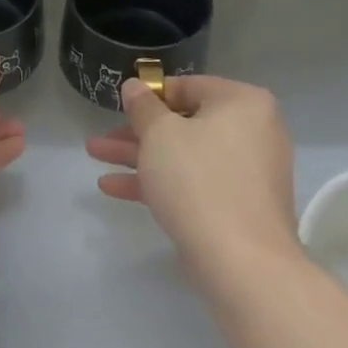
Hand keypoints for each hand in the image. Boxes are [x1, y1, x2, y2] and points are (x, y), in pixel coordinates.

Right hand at [86, 75, 296, 269]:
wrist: (241, 262)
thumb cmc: (198, 180)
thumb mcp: (159, 134)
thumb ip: (143, 106)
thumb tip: (135, 86)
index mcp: (243, 102)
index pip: (188, 87)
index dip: (149, 96)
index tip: (120, 106)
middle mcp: (253, 131)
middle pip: (183, 124)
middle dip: (136, 132)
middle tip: (101, 137)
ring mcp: (246, 171)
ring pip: (183, 155)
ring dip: (138, 156)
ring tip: (94, 157)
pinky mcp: (237, 205)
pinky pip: (194, 182)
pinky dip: (159, 182)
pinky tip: (114, 187)